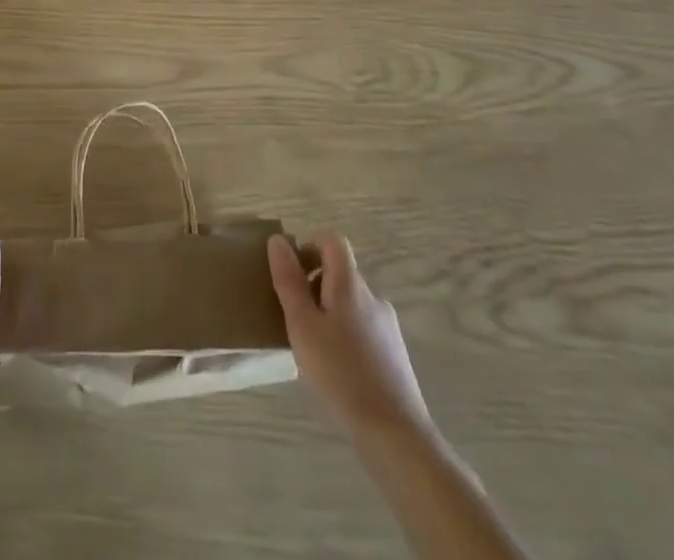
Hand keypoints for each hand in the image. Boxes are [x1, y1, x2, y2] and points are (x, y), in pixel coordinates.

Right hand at [269, 231, 432, 440]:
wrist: (394, 432)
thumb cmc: (340, 372)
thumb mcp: (302, 326)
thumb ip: (289, 281)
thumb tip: (278, 240)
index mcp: (349, 283)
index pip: (332, 240)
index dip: (310, 245)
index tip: (292, 271)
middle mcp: (372, 296)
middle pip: (341, 272)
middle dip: (315, 284)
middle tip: (294, 316)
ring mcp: (387, 326)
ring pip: (351, 303)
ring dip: (329, 312)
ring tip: (313, 348)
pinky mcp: (395, 354)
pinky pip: (363, 329)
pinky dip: (346, 336)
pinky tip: (337, 370)